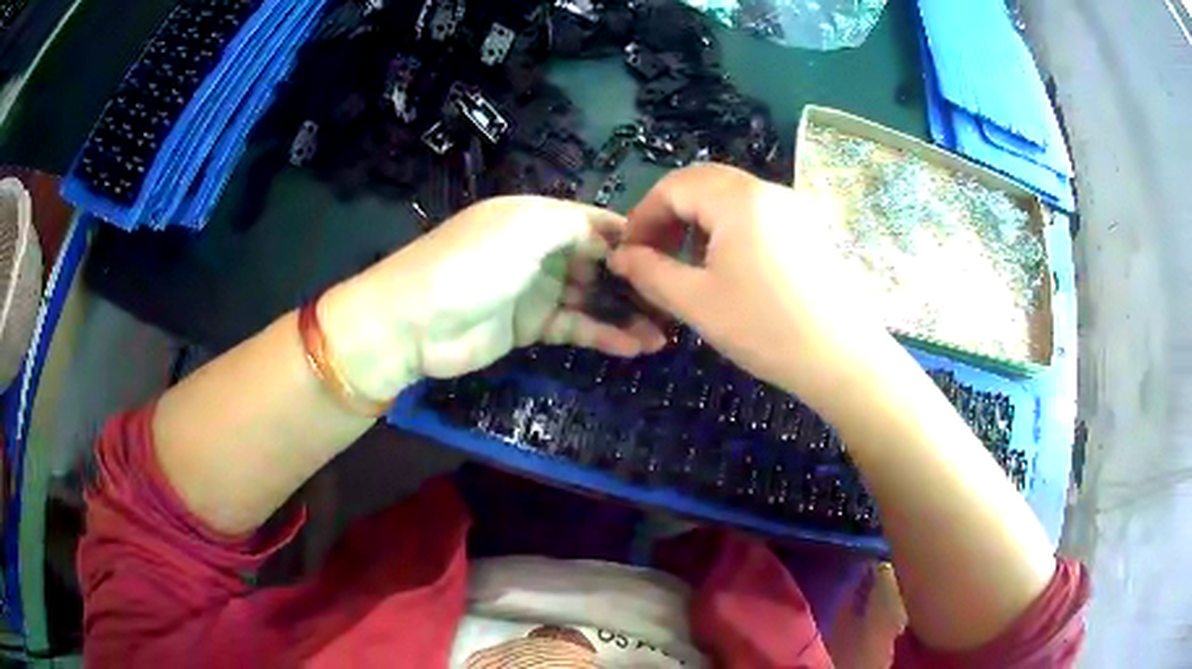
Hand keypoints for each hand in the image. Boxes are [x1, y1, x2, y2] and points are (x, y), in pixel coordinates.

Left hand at [321, 196, 666, 400]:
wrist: (413, 323)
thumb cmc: (470, 265)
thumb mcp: (524, 229)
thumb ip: (574, 227)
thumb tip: (613, 239)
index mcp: (536, 217)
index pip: (593, 222)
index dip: (630, 237)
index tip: (669, 255)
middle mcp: (538, 250)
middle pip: (597, 262)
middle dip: (634, 279)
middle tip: (674, 301)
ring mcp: (534, 290)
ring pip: (591, 298)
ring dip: (626, 313)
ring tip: (665, 333)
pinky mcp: (529, 327)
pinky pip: (575, 327)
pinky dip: (603, 336)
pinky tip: (634, 347)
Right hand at [607, 164, 888, 413]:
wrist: (842, 358)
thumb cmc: (765, 329)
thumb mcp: (696, 302)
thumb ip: (650, 272)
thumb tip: (620, 257)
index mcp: (738, 199)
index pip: (674, 186)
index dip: (643, 216)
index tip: (629, 253)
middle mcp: (768, 190)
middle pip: (703, 184)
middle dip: (670, 215)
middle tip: (653, 254)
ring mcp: (793, 208)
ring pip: (731, 198)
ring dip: (699, 221)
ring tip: (687, 264)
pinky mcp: (808, 229)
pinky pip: (757, 214)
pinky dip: (729, 230)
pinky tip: (728, 268)